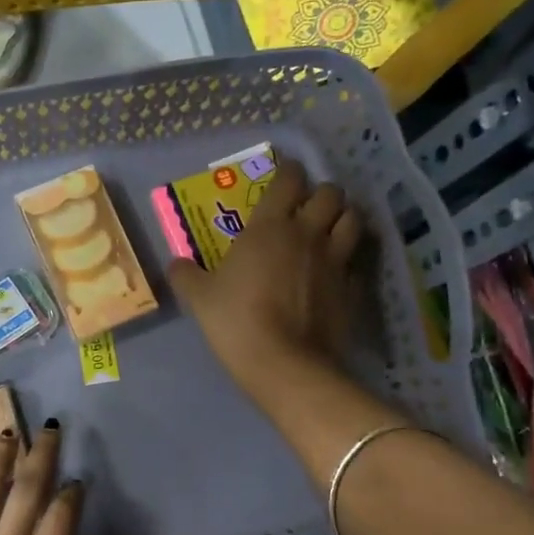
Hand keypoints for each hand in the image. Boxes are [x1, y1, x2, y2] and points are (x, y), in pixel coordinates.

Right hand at [168, 157, 365, 403]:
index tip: (283, 173)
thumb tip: (176, 264)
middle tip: (307, 206)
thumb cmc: (236, 321)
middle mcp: (308, 233)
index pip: (289, 179)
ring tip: (330, 228)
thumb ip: (186, 275)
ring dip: (343, 217)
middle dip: (320, 193)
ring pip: (353, 219)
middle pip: (330, 193)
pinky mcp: (352, 287)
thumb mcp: (199, 298)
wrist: (284, 363)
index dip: (288, 171)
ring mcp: (336, 260)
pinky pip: (357, 260)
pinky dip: (350, 257)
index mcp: (270, 226)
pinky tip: (337, 268)